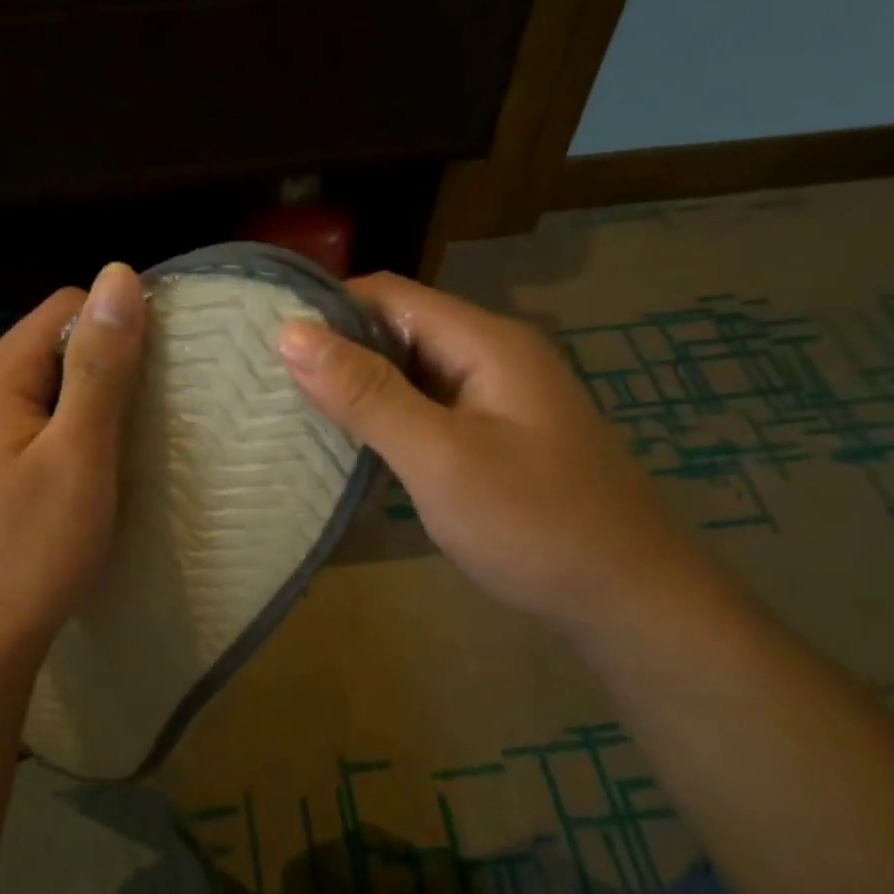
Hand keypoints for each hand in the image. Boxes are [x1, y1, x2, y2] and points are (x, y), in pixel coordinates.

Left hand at [0, 263, 145, 661]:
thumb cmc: (36, 546)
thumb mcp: (80, 452)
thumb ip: (101, 366)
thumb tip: (119, 274)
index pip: (66, 308)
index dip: (118, 328)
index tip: (157, 377)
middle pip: (56, 345)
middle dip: (107, 371)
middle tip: (145, 423)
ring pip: (52, 389)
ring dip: (95, 407)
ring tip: (125, 450)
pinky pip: (42, 424)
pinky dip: (75, 435)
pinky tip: (93, 472)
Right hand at [278, 273, 713, 630]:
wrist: (628, 598)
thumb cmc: (533, 524)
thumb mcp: (440, 457)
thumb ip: (367, 395)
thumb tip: (291, 333)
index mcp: (486, 342)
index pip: (389, 294)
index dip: (326, 308)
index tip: (265, 343)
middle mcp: (494, 357)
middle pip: (400, 330)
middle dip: (337, 351)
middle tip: (269, 385)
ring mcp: (499, 400)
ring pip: (412, 374)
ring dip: (359, 389)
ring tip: (294, 414)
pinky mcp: (497, 439)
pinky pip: (429, 411)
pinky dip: (388, 421)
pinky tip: (353, 448)